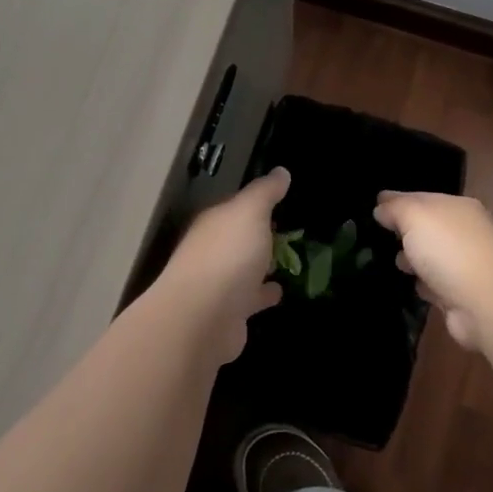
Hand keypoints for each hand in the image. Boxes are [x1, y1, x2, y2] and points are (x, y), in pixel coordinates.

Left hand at [152, 168, 289, 362]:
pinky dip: (264, 294)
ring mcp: (218, 284)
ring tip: (289, 261)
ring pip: (244, 269)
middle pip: (238, 238)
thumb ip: (265, 192)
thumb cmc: (227, 256)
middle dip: (259, 234)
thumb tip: (281, 172)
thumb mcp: (250, 212)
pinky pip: (251, 298)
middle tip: (289, 231)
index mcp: (213, 223)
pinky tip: (280, 292)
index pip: (235, 207)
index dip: (257, 203)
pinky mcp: (228, 314)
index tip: (281, 200)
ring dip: (261, 265)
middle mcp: (211, 250)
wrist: (203, 319)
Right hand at [374, 191, 492, 350]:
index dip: (396, 201)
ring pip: (430, 257)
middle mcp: (464, 232)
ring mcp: (464, 264)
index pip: (421, 198)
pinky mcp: (460, 294)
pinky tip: (411, 286)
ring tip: (395, 264)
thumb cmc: (448, 249)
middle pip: (426, 228)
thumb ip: (395, 208)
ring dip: (412, 260)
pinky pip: (434, 284)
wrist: (485, 302)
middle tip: (378, 238)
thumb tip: (381, 207)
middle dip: (403, 232)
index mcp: (456, 207)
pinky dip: (423, 285)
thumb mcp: (414, 216)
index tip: (373, 207)